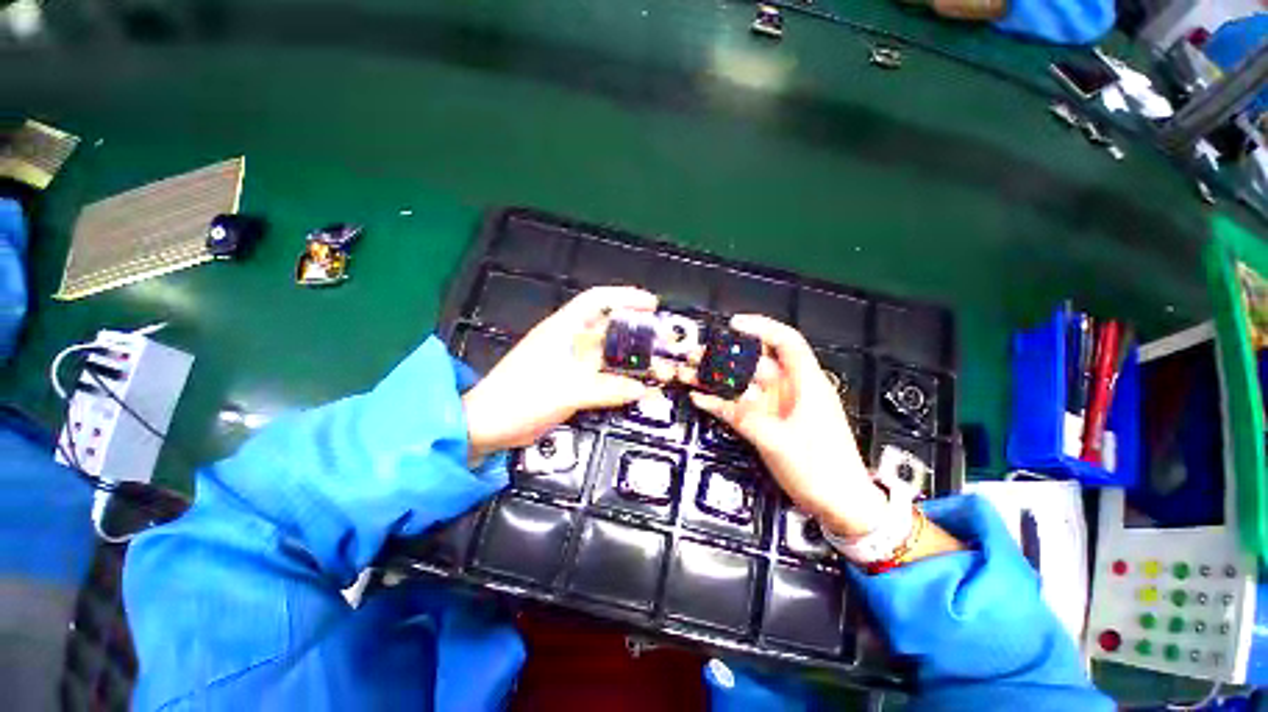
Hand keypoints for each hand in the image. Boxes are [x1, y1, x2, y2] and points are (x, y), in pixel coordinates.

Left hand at [462, 286, 665, 461]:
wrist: (489, 425)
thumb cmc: (522, 397)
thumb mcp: (568, 390)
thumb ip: (608, 388)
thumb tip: (641, 389)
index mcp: (563, 329)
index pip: (597, 300)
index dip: (625, 297)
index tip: (651, 304)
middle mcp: (568, 340)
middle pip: (608, 327)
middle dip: (636, 330)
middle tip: (661, 340)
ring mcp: (569, 362)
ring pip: (606, 353)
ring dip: (629, 357)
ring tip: (655, 365)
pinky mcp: (570, 381)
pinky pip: (601, 374)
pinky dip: (618, 378)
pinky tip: (634, 386)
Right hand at [688, 315, 887, 536]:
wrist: (839, 504)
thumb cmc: (823, 469)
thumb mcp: (779, 441)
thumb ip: (745, 417)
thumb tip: (716, 401)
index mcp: (806, 384)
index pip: (786, 342)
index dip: (761, 327)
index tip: (734, 324)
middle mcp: (789, 390)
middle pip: (754, 363)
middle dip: (724, 356)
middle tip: (696, 355)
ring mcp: (775, 407)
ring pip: (742, 384)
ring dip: (716, 379)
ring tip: (690, 373)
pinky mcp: (766, 423)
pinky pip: (738, 407)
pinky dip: (720, 403)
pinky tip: (701, 398)